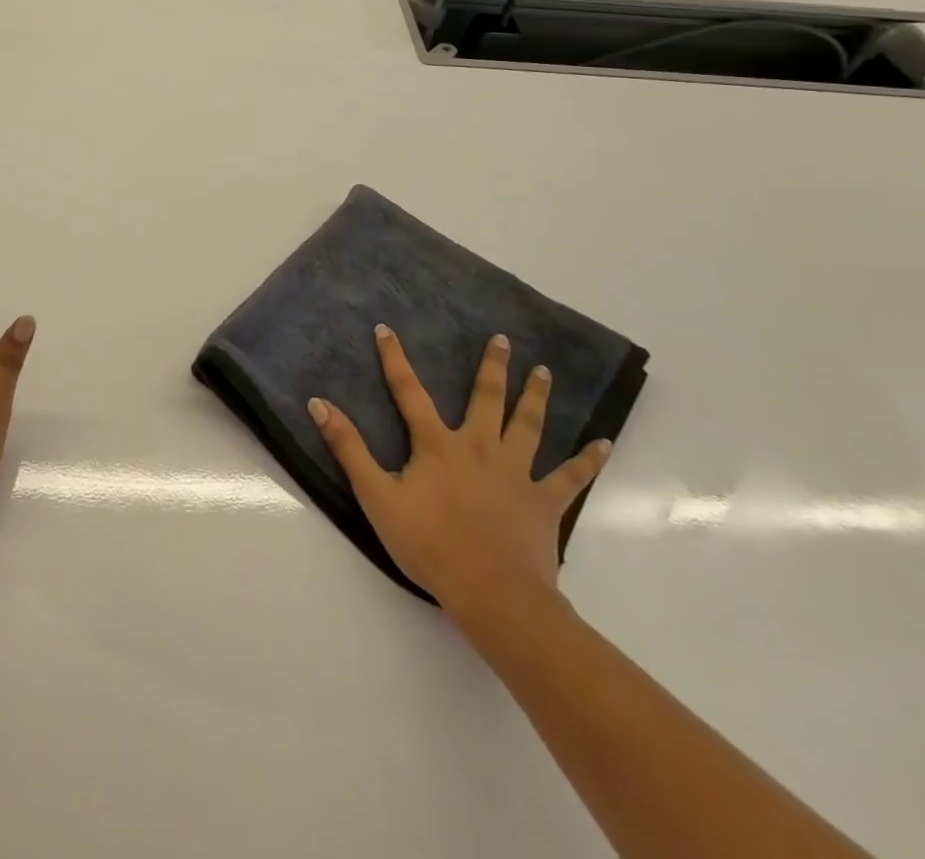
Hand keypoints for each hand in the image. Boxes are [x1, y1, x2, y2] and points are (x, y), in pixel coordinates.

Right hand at [307, 327, 610, 620]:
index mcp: (437, 444)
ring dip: (535, 396)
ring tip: (543, 372)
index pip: (409, 392)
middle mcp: (479, 447)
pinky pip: (571, 477)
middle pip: (485, 398)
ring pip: (528, 425)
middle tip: (502, 339)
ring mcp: (516, 473)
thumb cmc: (428, 544)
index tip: (386, 330)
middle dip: (492, 366)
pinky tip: (604, 443)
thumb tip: (319, 404)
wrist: (492, 594)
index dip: (394, 359)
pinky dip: (588, 460)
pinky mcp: (544, 502)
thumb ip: (348, 448)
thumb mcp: (376, 496)